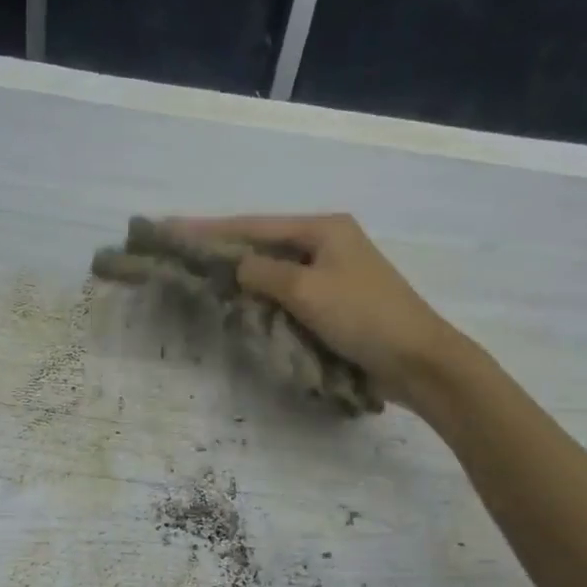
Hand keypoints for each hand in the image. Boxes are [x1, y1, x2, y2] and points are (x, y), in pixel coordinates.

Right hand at [168, 213, 467, 409]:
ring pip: (273, 270)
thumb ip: (264, 274)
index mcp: (323, 229)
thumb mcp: (307, 291)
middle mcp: (326, 244)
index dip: (209, 229)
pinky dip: (262, 297)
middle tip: (179, 255)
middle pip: (262, 244)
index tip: (170, 229)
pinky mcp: (333, 303)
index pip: (254, 226)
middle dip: (222, 250)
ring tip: (198, 277)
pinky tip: (238, 302)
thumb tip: (236, 267)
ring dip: (240, 275)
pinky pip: (287, 293)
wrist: (416, 360)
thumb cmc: (363, 316)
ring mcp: (331, 274)